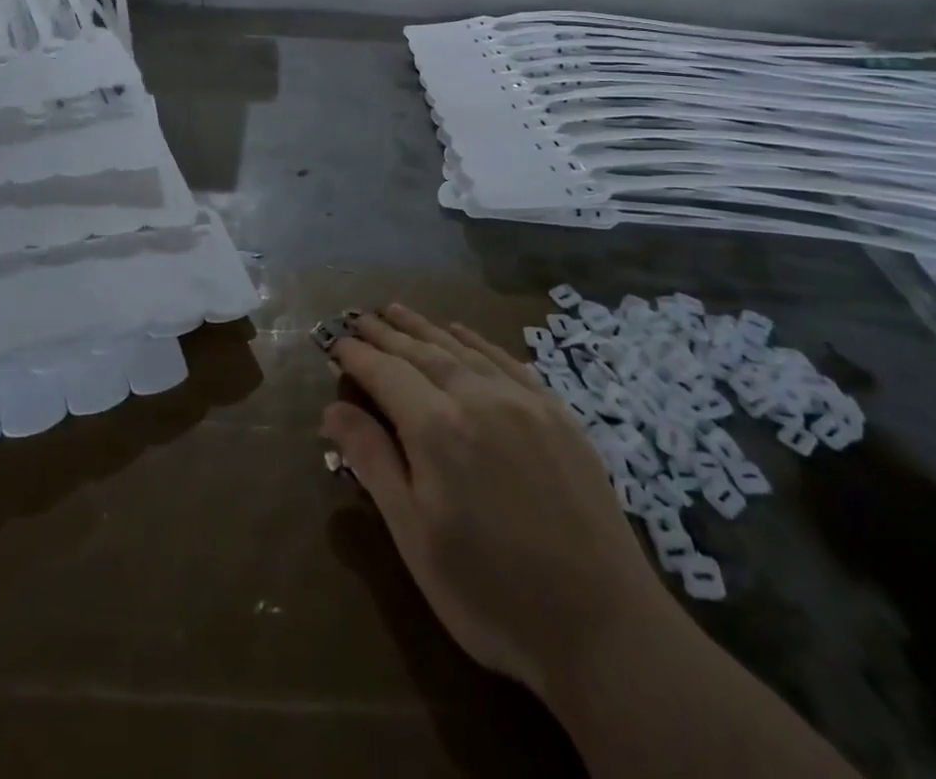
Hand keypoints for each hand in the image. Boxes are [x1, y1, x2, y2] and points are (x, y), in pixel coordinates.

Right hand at [322, 305, 671, 700]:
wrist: (603, 625)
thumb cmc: (491, 593)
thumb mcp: (416, 537)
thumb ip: (373, 463)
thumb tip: (331, 409)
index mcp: (437, 427)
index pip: (385, 373)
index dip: (357, 355)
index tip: (334, 340)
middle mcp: (478, 396)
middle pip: (421, 351)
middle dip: (386, 332)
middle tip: (360, 316)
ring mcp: (523, 399)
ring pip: (462, 348)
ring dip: (425, 327)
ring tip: (397, 310)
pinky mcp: (556, 412)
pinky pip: (506, 360)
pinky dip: (476, 340)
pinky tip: (461, 331)